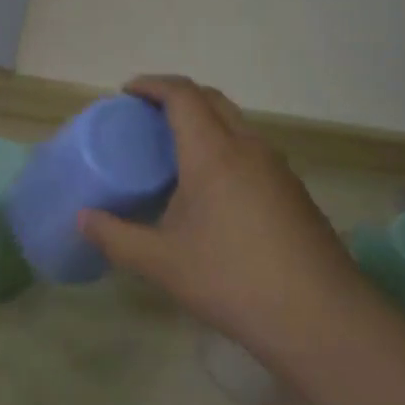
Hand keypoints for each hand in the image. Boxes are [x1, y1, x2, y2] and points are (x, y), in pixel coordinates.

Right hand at [78, 76, 364, 360]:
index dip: (152, 85)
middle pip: (212, 100)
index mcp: (214, 153)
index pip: (182, 95)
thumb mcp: (163, 263)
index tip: (126, 93)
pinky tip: (212, 189)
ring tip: (174, 151)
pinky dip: (224, 146)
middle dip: (177, 96)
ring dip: (204, 121)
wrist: (322, 319)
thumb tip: (82, 219)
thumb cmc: (233, 281)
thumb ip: (116, 237)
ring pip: (236, 123)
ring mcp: (278, 168)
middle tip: (145, 117)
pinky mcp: (294, 192)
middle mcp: (249, 147)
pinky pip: (252, 149)